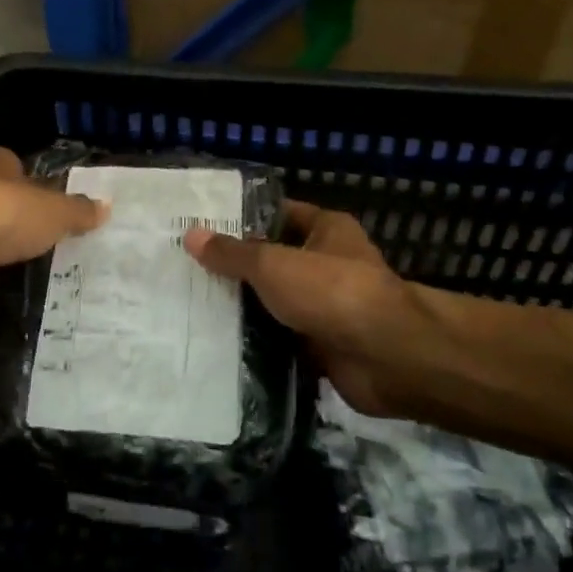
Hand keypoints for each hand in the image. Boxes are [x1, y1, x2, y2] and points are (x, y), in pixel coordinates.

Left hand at [0, 147, 107, 319]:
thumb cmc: (6, 214)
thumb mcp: (56, 210)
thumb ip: (79, 210)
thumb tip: (105, 207)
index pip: (19, 168)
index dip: (40, 183)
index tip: (64, 203)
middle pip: (10, 205)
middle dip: (32, 222)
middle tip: (69, 240)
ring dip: (18, 253)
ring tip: (59, 269)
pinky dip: (5, 280)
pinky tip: (32, 291)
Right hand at [184, 201, 414, 417]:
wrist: (385, 357)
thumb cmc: (331, 291)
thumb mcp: (273, 264)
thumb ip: (232, 253)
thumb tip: (191, 235)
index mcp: (326, 229)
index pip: (277, 214)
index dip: (241, 218)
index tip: (200, 227)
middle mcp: (328, 263)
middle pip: (273, 259)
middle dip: (236, 267)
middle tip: (186, 269)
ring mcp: (326, 306)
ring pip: (275, 301)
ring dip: (244, 307)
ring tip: (192, 305)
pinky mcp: (322, 344)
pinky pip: (281, 337)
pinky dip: (257, 341)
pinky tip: (217, 341)